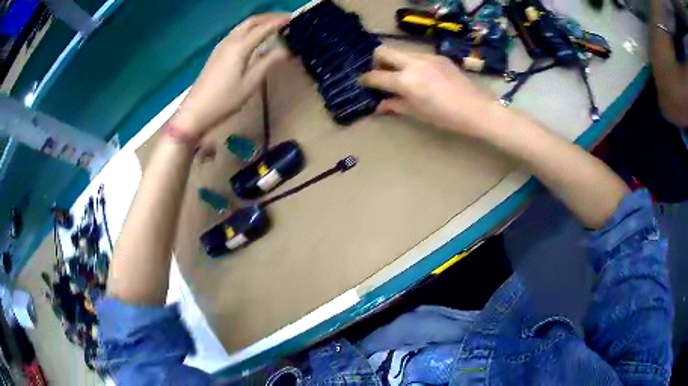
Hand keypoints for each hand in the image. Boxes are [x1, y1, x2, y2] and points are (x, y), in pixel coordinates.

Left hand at [172, 14, 289, 138]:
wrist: (195, 111)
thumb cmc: (224, 100)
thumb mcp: (250, 83)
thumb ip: (268, 62)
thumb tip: (286, 49)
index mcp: (239, 47)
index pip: (263, 28)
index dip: (279, 22)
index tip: (294, 19)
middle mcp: (230, 41)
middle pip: (251, 22)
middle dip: (269, 17)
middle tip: (286, 19)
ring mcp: (221, 46)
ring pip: (243, 26)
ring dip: (259, 22)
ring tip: (274, 25)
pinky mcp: (217, 53)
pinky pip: (237, 33)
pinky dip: (250, 29)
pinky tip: (255, 36)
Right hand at [360, 46, 496, 136]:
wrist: (477, 110)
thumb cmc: (446, 117)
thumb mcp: (418, 113)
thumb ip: (396, 105)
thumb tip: (379, 105)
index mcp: (406, 81)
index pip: (376, 76)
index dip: (366, 79)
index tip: (363, 82)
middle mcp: (413, 63)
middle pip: (383, 51)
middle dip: (376, 61)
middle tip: (380, 73)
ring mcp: (426, 57)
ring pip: (401, 52)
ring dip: (395, 61)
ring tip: (401, 75)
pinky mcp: (438, 56)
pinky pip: (417, 55)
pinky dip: (411, 62)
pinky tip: (421, 75)